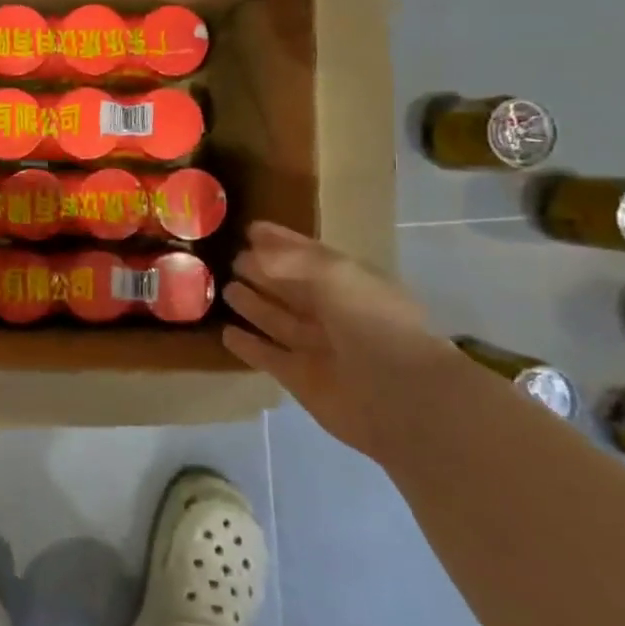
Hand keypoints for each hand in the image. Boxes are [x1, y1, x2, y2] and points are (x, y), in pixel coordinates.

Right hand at [222, 222, 456, 460]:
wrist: (399, 396)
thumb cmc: (371, 322)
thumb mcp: (334, 274)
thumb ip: (290, 259)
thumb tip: (253, 251)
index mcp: (351, 283)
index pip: (310, 256)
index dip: (281, 242)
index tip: (250, 229)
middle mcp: (335, 314)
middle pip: (292, 288)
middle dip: (263, 273)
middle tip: (232, 259)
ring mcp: (318, 348)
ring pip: (278, 320)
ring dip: (253, 305)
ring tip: (225, 289)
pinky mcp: (301, 379)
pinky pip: (268, 356)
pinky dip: (249, 346)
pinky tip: (227, 333)